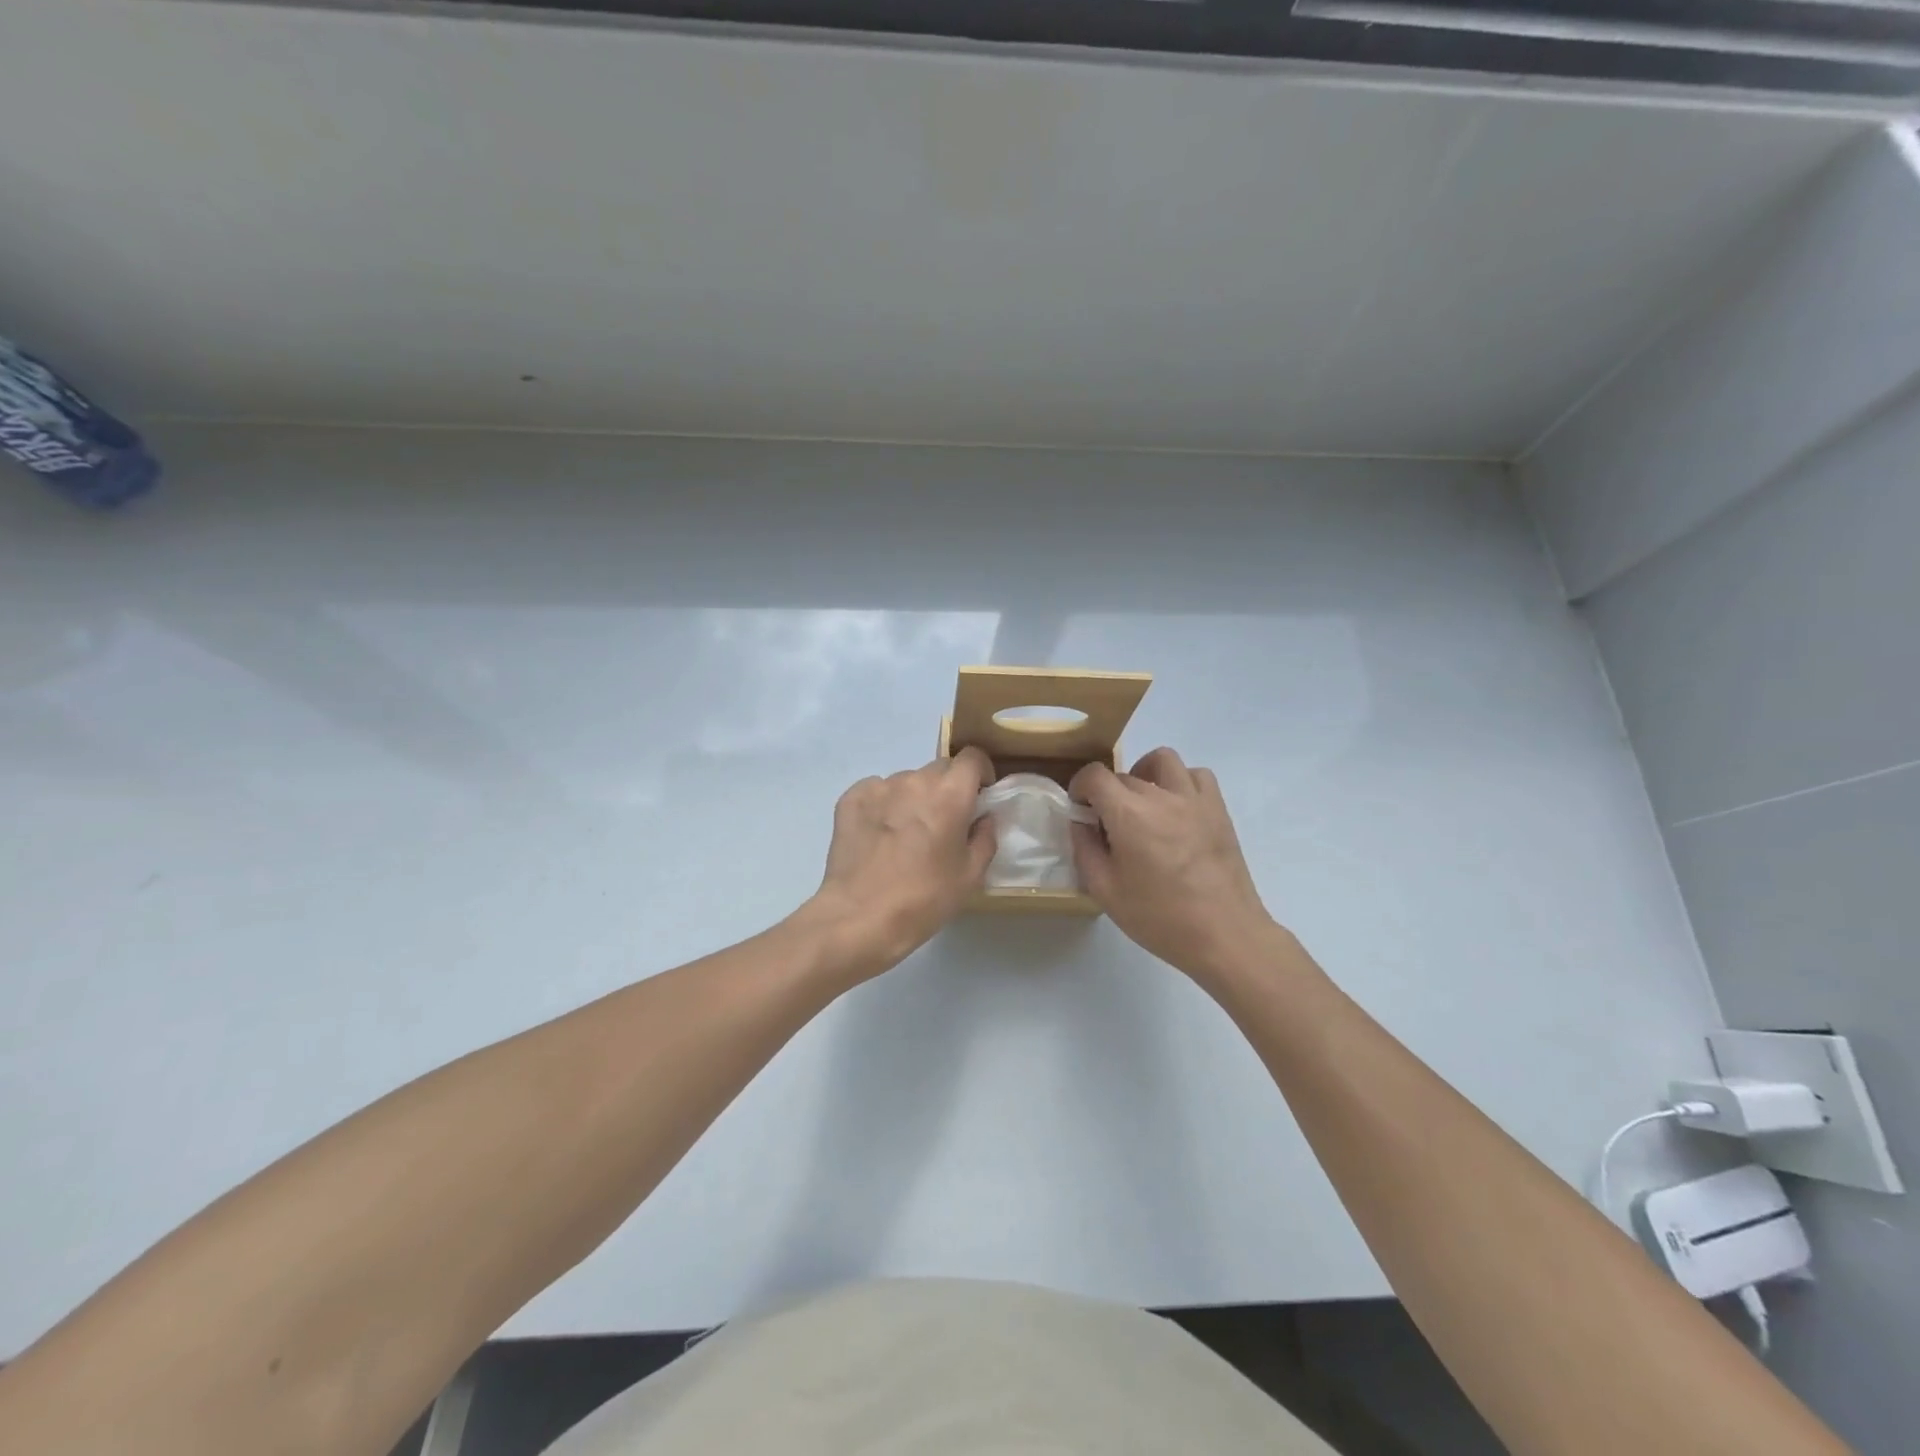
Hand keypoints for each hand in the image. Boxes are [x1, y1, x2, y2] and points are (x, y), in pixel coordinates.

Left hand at [804, 747, 997, 982]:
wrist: (859, 918)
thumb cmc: (923, 899)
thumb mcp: (970, 876)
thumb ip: (985, 838)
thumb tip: (984, 817)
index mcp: (949, 794)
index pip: (972, 757)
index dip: (980, 771)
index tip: (980, 794)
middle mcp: (914, 780)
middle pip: (939, 769)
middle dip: (948, 788)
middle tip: (945, 822)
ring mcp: (878, 787)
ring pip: (907, 781)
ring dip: (914, 798)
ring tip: (907, 834)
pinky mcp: (850, 799)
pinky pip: (876, 791)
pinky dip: (884, 805)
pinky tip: (880, 835)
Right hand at [1069, 747, 1282, 988]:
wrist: (1224, 935)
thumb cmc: (1159, 917)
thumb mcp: (1105, 890)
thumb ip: (1085, 848)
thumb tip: (1081, 822)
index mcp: (1129, 814)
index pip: (1095, 775)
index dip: (1080, 787)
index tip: (1080, 810)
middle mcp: (1161, 796)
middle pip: (1124, 775)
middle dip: (1108, 793)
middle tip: (1109, 827)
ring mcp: (1194, 799)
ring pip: (1162, 761)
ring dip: (1144, 774)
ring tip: (1142, 804)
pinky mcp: (1218, 809)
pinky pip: (1196, 776)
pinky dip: (1180, 782)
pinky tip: (1175, 809)